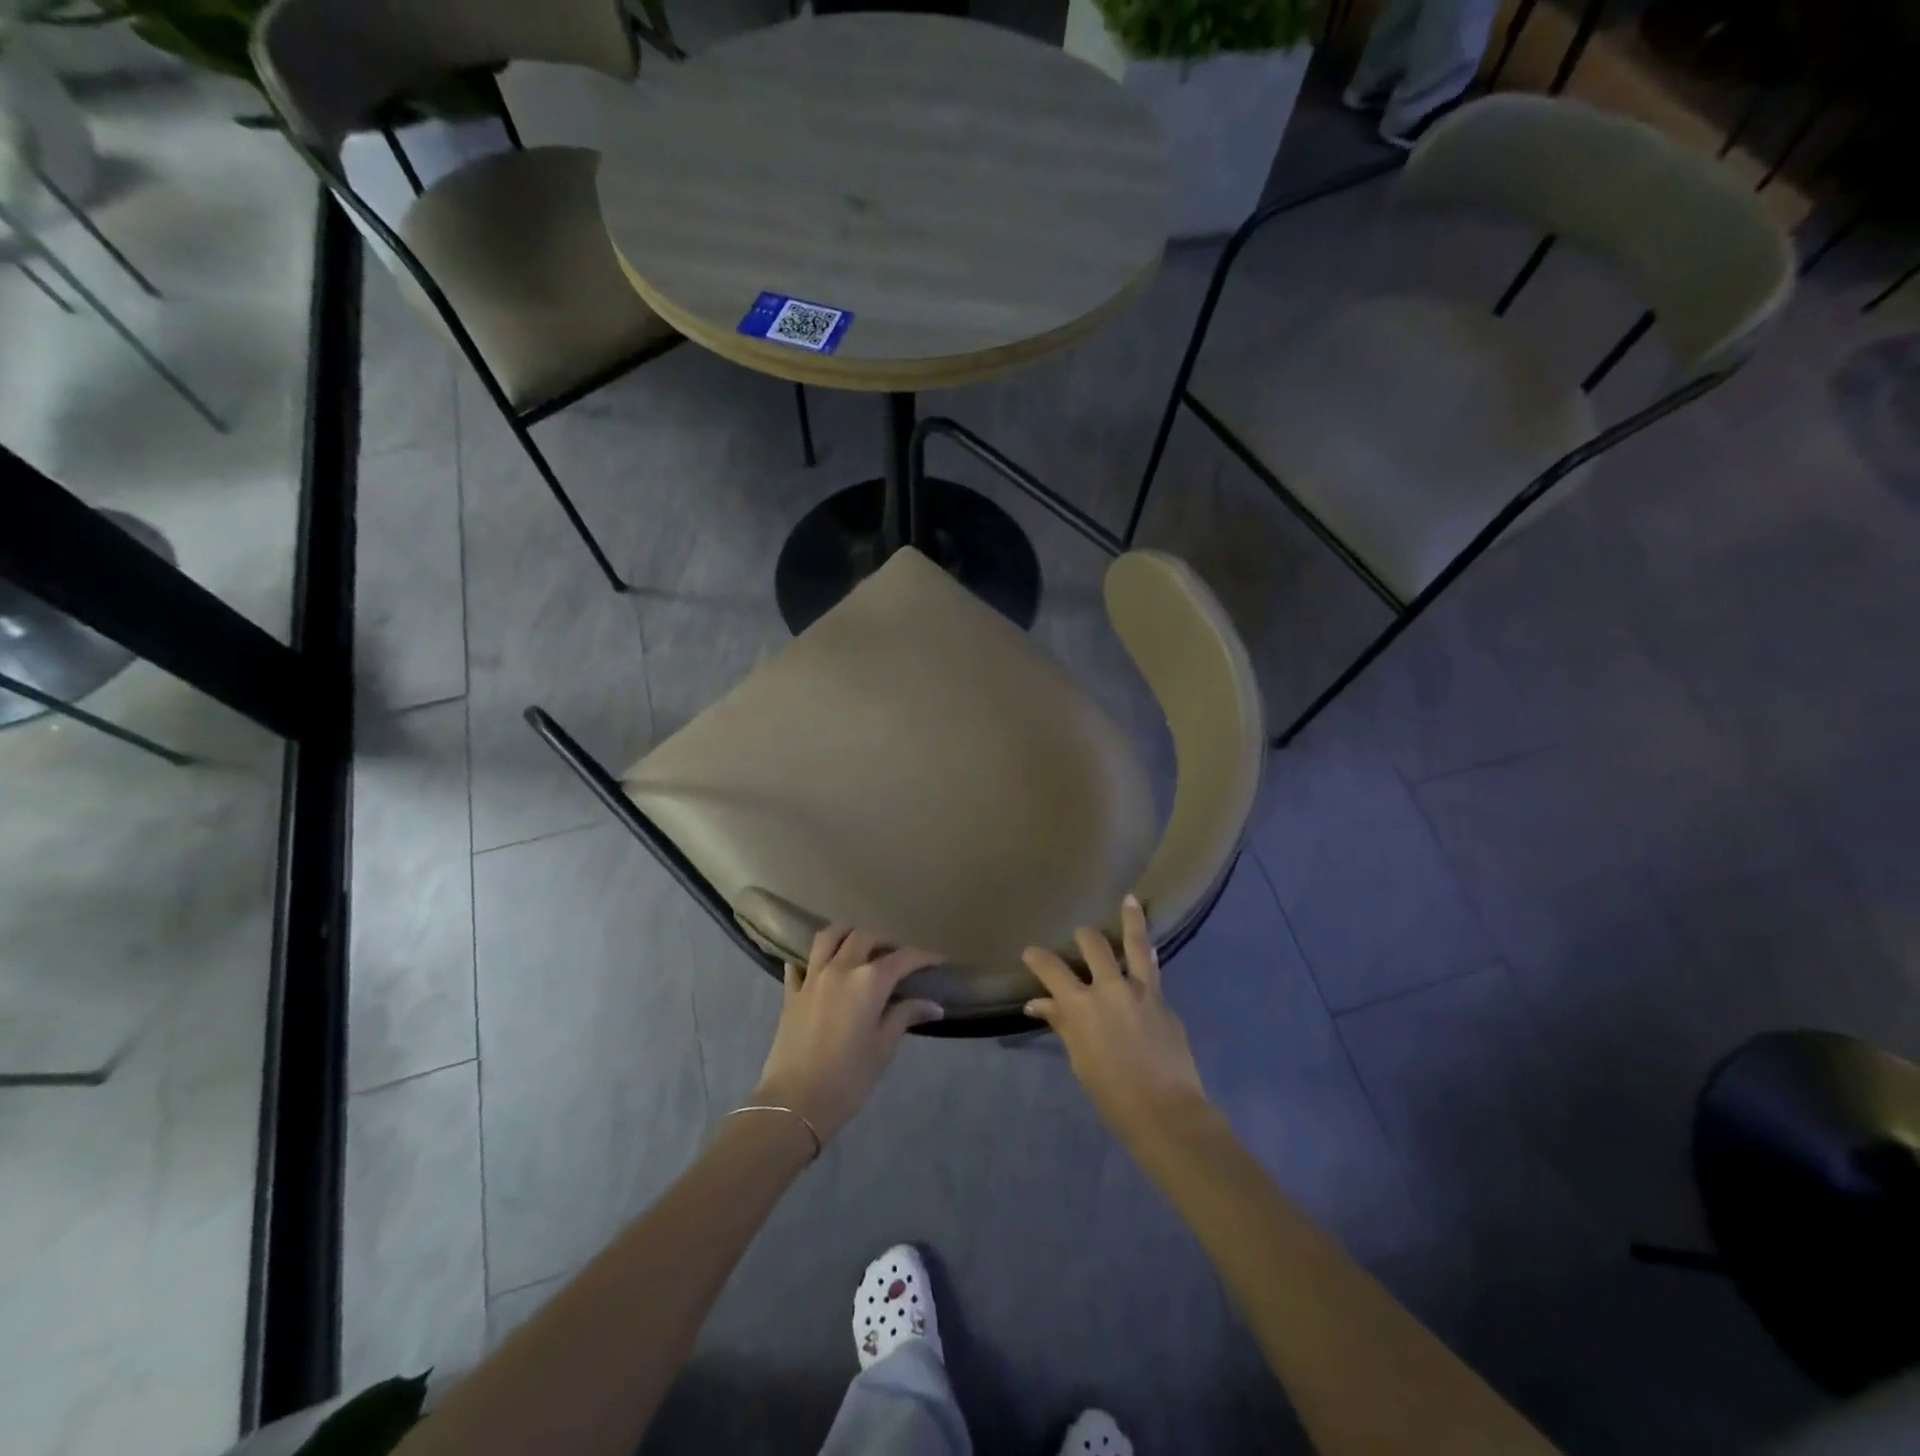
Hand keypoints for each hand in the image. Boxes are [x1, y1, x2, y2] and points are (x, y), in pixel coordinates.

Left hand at [750, 926, 943, 1144]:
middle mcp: (840, 968)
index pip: (903, 958)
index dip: (923, 957)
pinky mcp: (790, 992)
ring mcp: (812, 977)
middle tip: (897, 958)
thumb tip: (934, 1005)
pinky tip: (820, 967)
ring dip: (848, 934)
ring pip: (829, 937)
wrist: (794, 1103)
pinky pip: (800, 963)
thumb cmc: (848, 1078)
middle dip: (885, 942)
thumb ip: (906, 1017)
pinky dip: (812, 959)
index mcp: (869, 981)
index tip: (937, 961)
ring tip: (859, 946)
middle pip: (865, 937)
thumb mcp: (883, 1048)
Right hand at [1023, 896, 1209, 1142]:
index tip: (1030, 952)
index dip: (1038, 958)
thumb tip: (1038, 1004)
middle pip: (1093, 945)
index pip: (1052, 969)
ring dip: (1130, 919)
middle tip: (1080, 934)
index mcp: (1081, 1005)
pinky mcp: (1163, 999)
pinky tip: (1149, 947)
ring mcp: (1141, 990)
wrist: (1166, 1111)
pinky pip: (1153, 968)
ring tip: (1129, 900)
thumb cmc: (1112, 1094)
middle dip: (1083, 936)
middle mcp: (1110, 987)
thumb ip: (1062, 1024)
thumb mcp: (1080, 1059)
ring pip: (1134, 944)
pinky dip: (1148, 954)